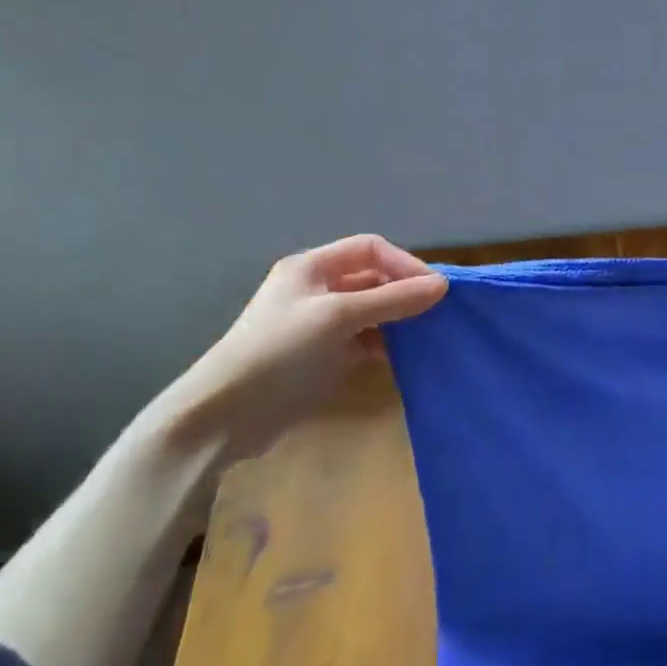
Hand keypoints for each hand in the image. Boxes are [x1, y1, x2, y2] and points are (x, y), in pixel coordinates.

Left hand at [144, 234, 446, 461]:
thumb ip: (392, 300)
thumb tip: (443, 285)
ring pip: (372, 311)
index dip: (405, 263)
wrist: (224, 417)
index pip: (371, 248)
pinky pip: (365, 340)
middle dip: (405, 291)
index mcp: (311, 267)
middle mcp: (316, 289)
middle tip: (439, 313)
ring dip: (399, 319)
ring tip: (428, 335)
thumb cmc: (280, 352)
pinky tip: (405, 357)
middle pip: (373, 278)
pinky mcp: (323, 356)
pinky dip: (387, 344)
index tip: (435, 288)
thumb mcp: (339, 317)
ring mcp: (319, 324)